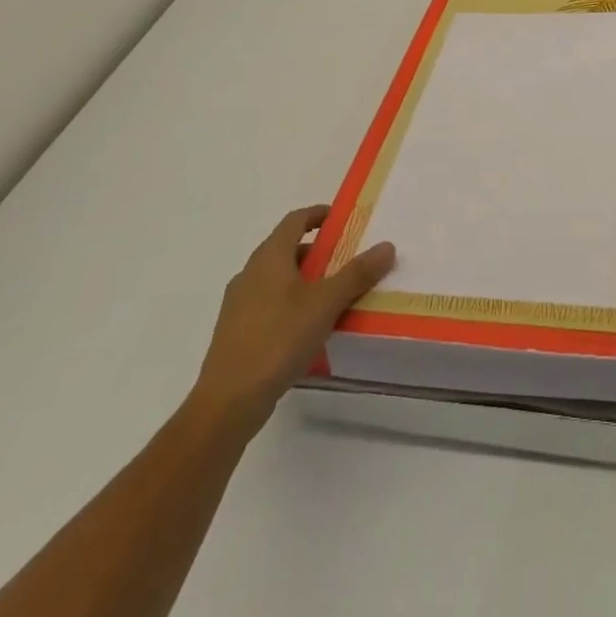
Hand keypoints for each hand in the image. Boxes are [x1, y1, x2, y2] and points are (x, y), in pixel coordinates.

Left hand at [190, 204, 395, 432]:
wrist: (228, 401)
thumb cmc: (278, 339)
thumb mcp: (326, 303)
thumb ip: (357, 273)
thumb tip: (387, 245)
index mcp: (269, 257)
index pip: (295, 220)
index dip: (318, 214)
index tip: (341, 220)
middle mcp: (250, 273)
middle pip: (286, 248)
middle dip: (317, 251)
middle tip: (346, 261)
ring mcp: (238, 304)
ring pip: (277, 278)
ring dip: (304, 279)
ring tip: (332, 296)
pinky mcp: (235, 332)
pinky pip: (268, 304)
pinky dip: (290, 303)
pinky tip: (307, 327)